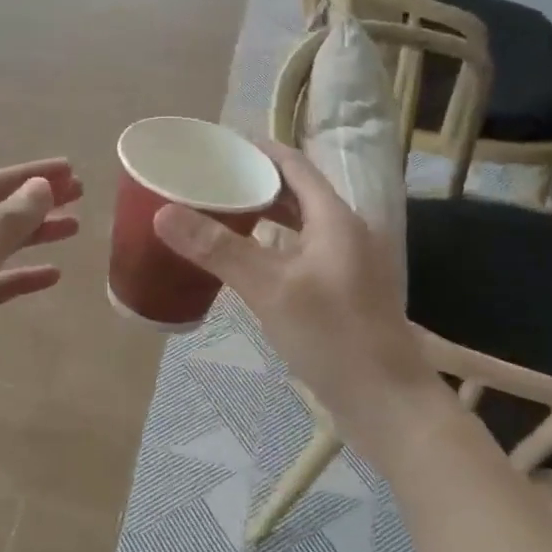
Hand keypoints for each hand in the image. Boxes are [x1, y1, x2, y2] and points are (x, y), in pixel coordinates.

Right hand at [153, 140, 428, 417]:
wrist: (388, 406)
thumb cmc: (333, 337)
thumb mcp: (270, 289)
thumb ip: (218, 249)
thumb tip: (163, 212)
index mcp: (335, 219)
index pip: (294, 166)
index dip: (259, 150)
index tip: (218, 145)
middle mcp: (345, 234)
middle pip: (297, 193)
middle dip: (255, 182)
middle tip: (209, 181)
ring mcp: (346, 266)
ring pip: (299, 226)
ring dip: (263, 215)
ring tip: (219, 214)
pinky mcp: (341, 294)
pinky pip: (301, 253)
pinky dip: (272, 246)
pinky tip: (246, 263)